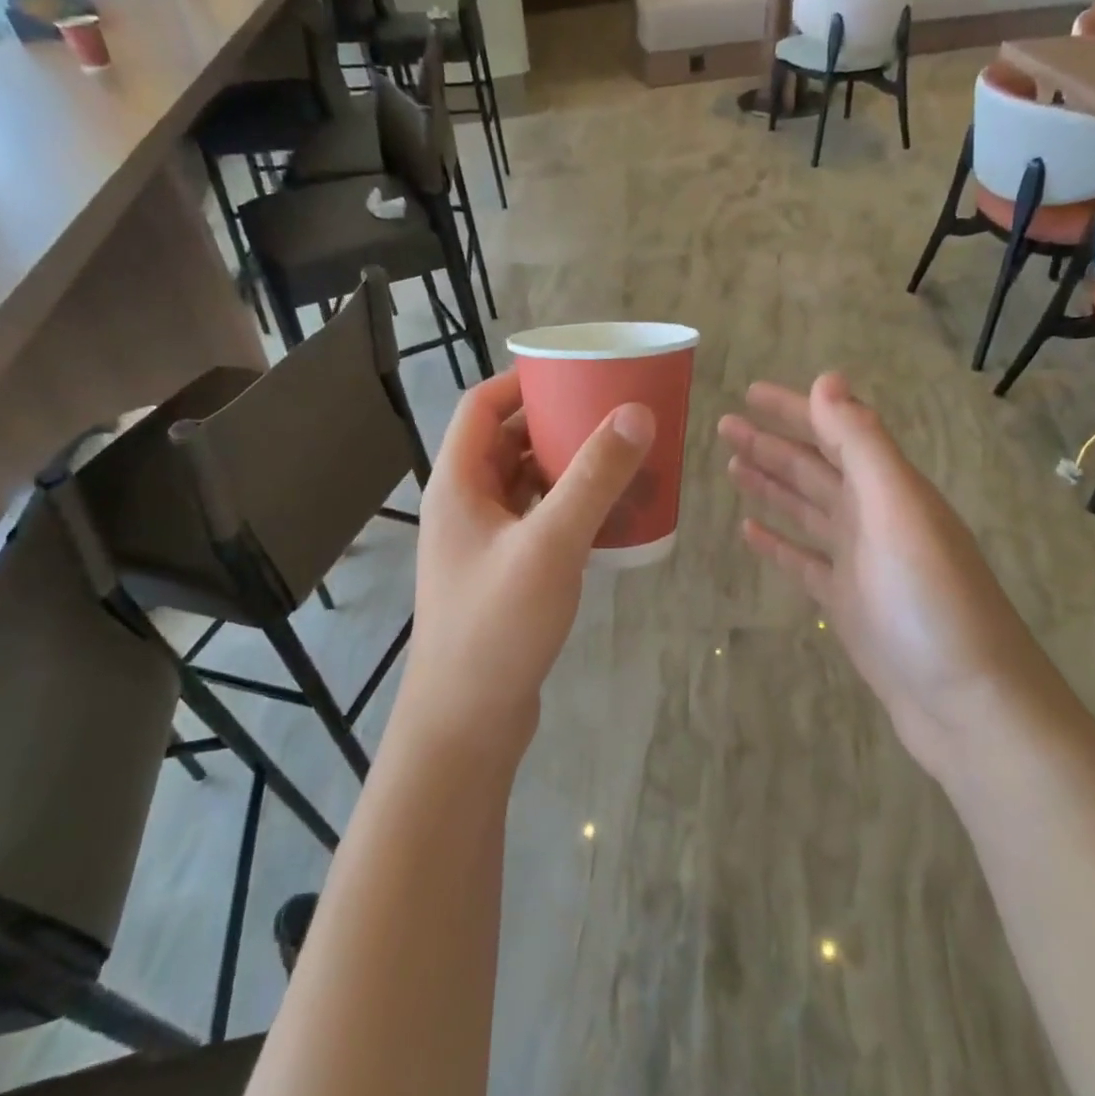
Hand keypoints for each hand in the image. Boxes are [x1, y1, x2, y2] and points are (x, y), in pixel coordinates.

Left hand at [395, 371, 653, 769]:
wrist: (468, 720)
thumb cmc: (498, 624)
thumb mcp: (551, 544)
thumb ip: (594, 478)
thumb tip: (636, 413)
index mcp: (458, 484)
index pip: (481, 407)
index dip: (522, 383)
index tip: (575, 375)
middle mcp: (465, 505)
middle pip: (507, 443)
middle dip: (557, 425)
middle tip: (612, 416)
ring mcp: (483, 543)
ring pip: (526, 485)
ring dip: (567, 469)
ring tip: (619, 461)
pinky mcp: (503, 574)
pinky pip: (538, 522)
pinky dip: (569, 509)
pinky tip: (608, 518)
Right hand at [718, 373, 1026, 784]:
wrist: (967, 702)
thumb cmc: (932, 601)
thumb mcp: (898, 510)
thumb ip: (862, 445)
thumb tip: (827, 379)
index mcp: (890, 488)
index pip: (834, 432)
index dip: (794, 409)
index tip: (749, 391)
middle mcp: (875, 517)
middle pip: (815, 468)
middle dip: (771, 444)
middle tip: (724, 425)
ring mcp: (860, 562)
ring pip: (806, 509)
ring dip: (771, 485)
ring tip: (731, 466)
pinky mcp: (846, 603)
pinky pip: (803, 561)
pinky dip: (777, 542)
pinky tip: (748, 531)